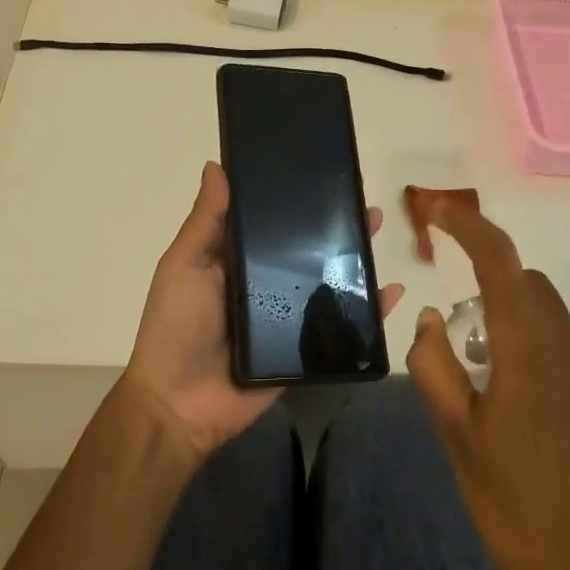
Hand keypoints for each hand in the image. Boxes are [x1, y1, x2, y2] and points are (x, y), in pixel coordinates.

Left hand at [124, 161, 402, 460]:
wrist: (180, 405)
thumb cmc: (176, 326)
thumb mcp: (184, 265)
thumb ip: (206, 221)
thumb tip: (216, 165)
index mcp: (236, 259)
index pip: (271, 221)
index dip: (294, 200)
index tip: (321, 175)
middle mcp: (265, 282)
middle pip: (306, 249)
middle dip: (334, 226)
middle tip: (363, 202)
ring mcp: (287, 317)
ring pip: (328, 281)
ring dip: (354, 258)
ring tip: (378, 232)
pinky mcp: (304, 349)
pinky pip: (342, 326)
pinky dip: (369, 310)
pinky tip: (392, 291)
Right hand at [406, 198, 569, 569]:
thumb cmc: (515, 504)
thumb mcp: (457, 435)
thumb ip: (434, 366)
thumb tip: (428, 318)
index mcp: (529, 347)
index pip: (499, 261)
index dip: (468, 225)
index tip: (437, 209)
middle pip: (530, 285)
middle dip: (490, 280)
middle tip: (454, 320)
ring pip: (550, 323)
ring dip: (512, 324)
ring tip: (481, 378)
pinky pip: (568, 361)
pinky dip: (537, 360)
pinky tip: (521, 417)